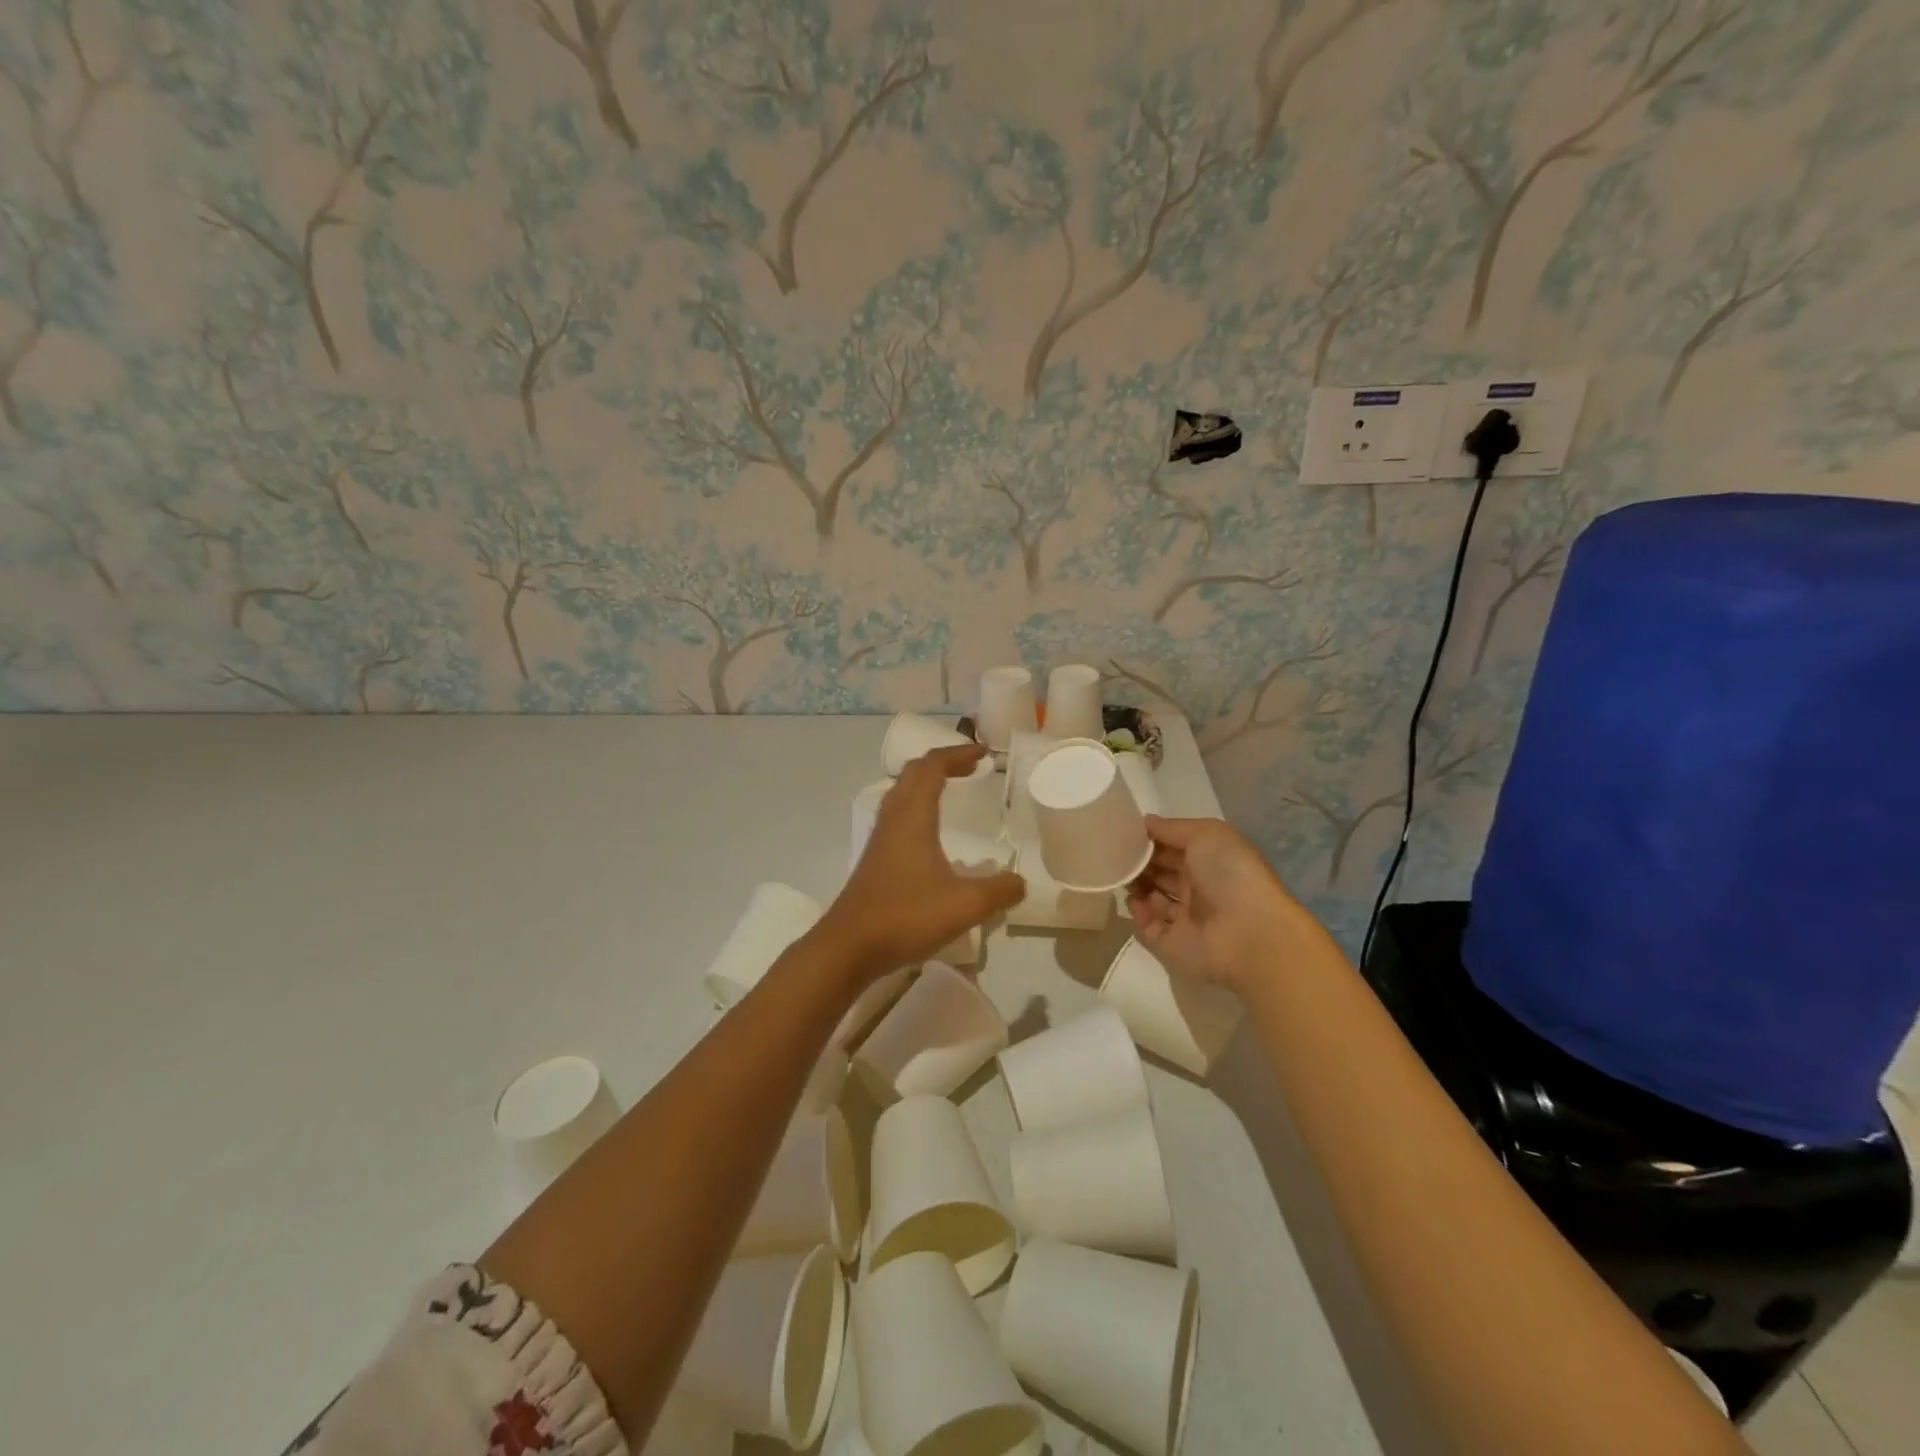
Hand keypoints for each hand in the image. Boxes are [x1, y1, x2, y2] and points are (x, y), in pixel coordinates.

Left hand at [817, 744, 1024, 979]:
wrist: (849, 947)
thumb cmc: (906, 916)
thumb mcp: (965, 904)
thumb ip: (999, 890)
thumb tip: (1020, 882)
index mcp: (913, 816)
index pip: (932, 766)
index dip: (957, 754)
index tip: (983, 754)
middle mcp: (893, 819)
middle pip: (913, 774)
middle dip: (942, 763)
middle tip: (970, 767)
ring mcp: (880, 840)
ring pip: (901, 794)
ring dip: (926, 784)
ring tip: (950, 790)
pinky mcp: (875, 860)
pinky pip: (897, 817)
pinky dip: (917, 808)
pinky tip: (931, 835)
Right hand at [1127, 816, 1304, 993]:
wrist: (1248, 933)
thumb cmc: (1229, 874)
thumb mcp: (1205, 834)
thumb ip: (1172, 828)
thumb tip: (1144, 822)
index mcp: (1210, 861)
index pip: (1175, 846)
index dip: (1152, 839)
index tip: (1125, 832)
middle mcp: (1200, 888)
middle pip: (1162, 871)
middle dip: (1140, 861)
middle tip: (1116, 853)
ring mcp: (1187, 918)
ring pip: (1154, 899)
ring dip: (1137, 885)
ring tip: (1119, 874)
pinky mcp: (1174, 945)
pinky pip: (1149, 928)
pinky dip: (1138, 914)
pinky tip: (1133, 900)